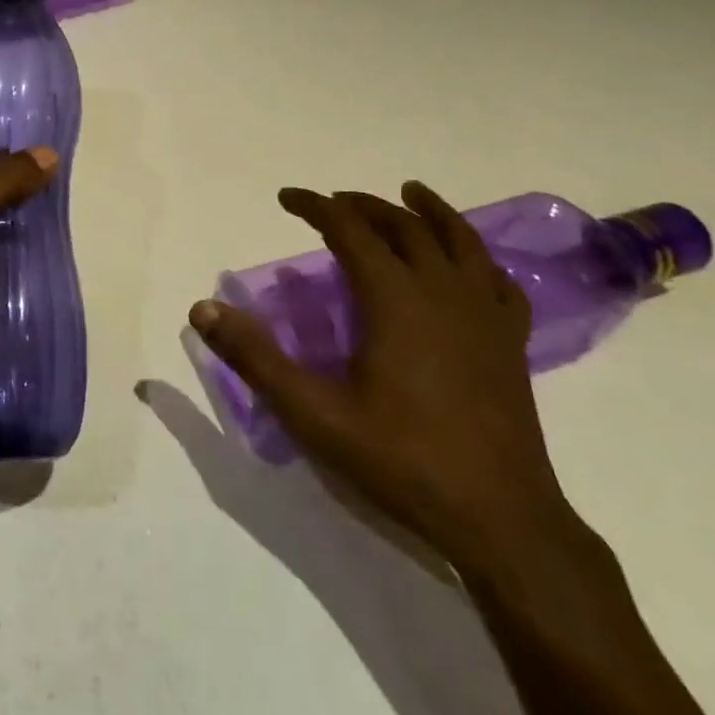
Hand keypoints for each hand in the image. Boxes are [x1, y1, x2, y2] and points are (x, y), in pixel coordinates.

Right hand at [190, 181, 583, 575]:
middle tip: (333, 203)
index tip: (287, 198)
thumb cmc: (402, 460)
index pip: (349, 229)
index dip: (315, 206)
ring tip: (411, 193)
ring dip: (430, 212)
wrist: (501, 521)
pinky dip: (479, 259)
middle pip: (403, 226)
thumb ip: (256, 358)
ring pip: (460, 241)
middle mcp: (442, 291)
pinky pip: (499, 283)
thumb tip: (203, 309)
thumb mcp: (313, 414)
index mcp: (395, 298)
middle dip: (364, 206)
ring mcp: (485, 315)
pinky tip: (472, 264)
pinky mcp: (512, 343)